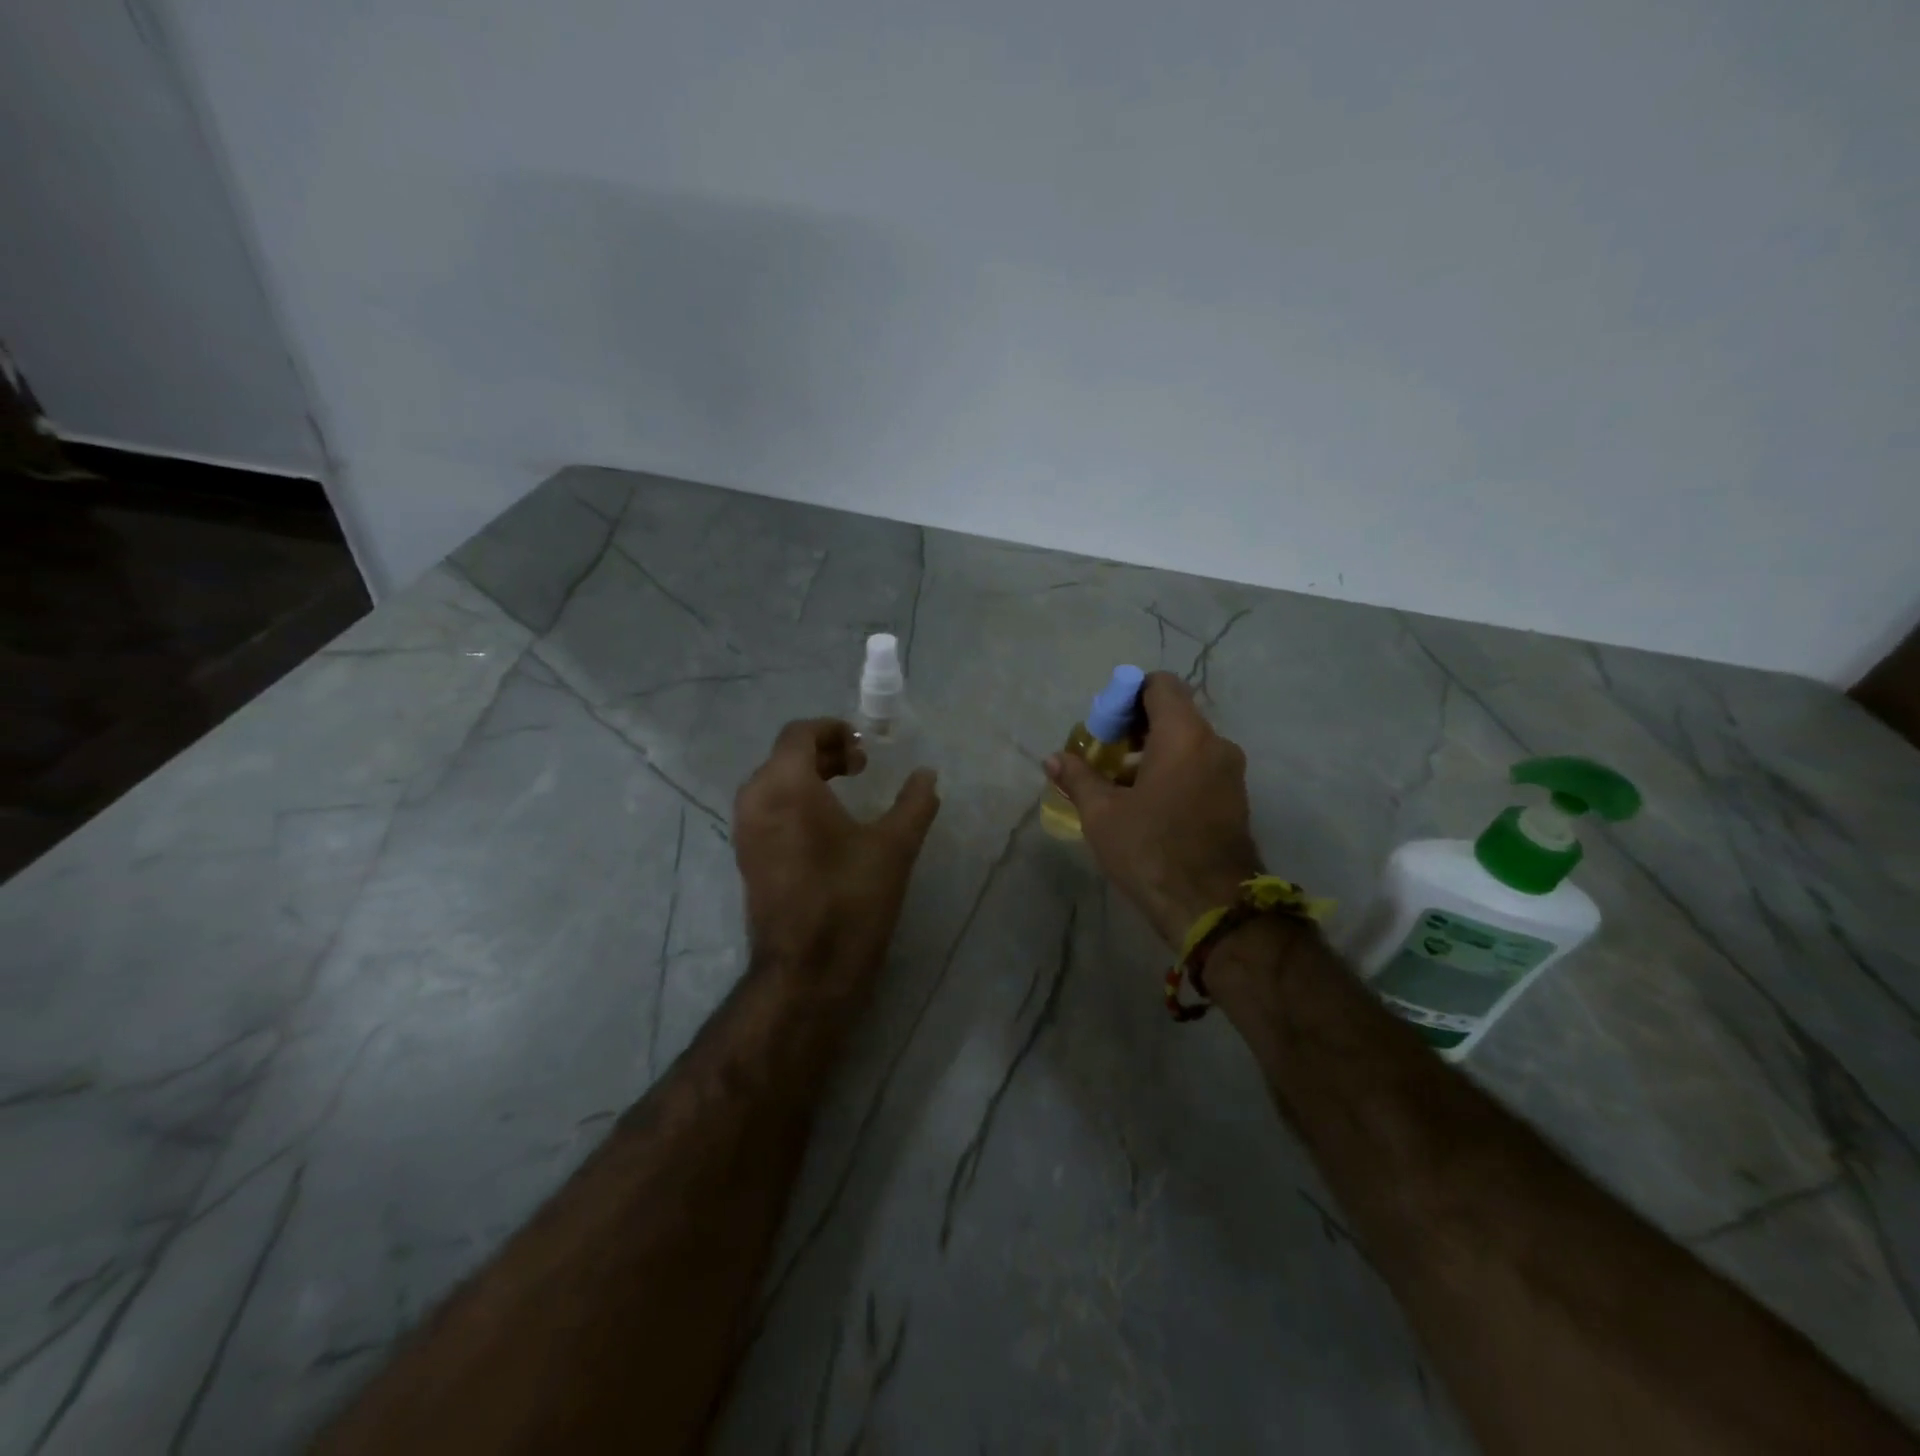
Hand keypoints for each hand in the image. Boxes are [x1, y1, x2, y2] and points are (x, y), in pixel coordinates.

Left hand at [733, 719, 940, 984]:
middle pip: (785, 755)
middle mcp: (755, 799)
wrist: (807, 970)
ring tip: (847, 792)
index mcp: (786, 784)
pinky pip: (768, 808)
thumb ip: (915, 803)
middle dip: (824, 752)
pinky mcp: (746, 857)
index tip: (865, 747)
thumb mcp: (894, 846)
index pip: (800, 733)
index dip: (834, 730)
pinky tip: (827, 826)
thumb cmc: (851, 899)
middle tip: (862, 767)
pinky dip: (794, 801)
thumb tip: (927, 775)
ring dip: (809, 776)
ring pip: (774, 782)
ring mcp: (745, 830)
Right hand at [1046, 672, 1261, 947]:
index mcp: (1185, 736)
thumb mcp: (1102, 814)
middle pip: (1174, 713)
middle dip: (1135, 727)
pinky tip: (1147, 804)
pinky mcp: (1234, 799)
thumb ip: (1078, 778)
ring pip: (1187, 743)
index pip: (1160, 685)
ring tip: (1119, 785)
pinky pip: (1199, 767)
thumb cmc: (1151, 850)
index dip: (1128, 694)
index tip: (1104, 724)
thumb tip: (1054, 758)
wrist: (1212, 908)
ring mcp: (1230, 773)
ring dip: (1152, 752)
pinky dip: (1173, 772)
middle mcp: (1215, 744)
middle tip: (1104, 755)